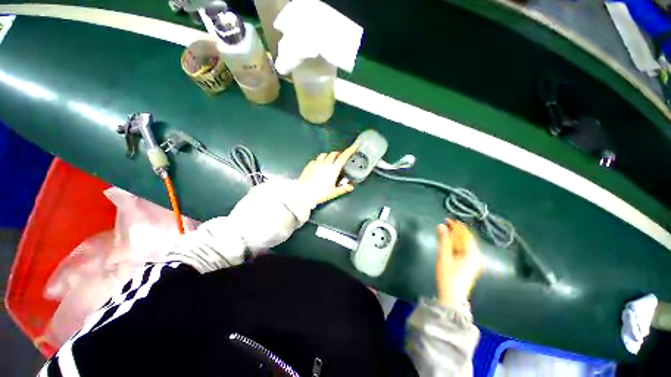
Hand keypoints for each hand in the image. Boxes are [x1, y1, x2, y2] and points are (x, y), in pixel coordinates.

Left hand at [298, 143, 357, 207]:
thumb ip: (344, 188)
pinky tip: (319, 165)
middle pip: (333, 154)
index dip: (350, 151)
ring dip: (328, 156)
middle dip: (338, 154)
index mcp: (333, 169)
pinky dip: (319, 160)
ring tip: (329, 160)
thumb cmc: (321, 193)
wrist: (304, 194)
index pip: (343, 157)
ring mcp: (316, 163)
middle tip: (340, 158)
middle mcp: (325, 163)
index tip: (354, 146)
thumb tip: (351, 187)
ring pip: (324, 155)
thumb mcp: (334, 192)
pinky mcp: (309, 166)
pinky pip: (315, 160)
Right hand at [435, 219, 482, 307]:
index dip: (456, 226)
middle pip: (467, 239)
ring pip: (465, 245)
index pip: (466, 234)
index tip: (446, 219)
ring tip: (444, 233)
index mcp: (473, 254)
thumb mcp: (444, 256)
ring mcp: (475, 263)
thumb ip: (443, 240)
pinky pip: (465, 251)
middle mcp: (477, 257)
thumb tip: (441, 225)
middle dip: (455, 231)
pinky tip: (449, 244)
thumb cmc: (448, 276)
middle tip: (443, 225)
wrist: (452, 297)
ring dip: (455, 238)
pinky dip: (457, 245)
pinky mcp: (471, 266)